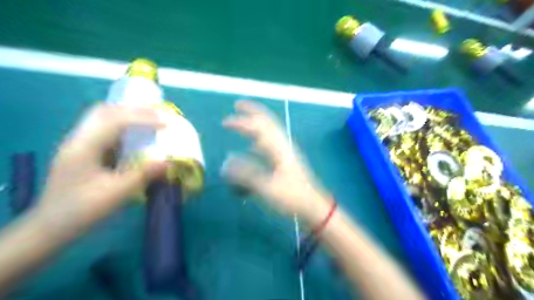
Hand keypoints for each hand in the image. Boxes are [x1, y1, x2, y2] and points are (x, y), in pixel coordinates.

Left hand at [35, 104, 165, 235]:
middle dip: (134, 110)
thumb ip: (143, 175)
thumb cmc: (81, 211)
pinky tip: (135, 136)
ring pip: (103, 119)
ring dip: (128, 115)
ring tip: (150, 120)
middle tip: (158, 115)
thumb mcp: (116, 194)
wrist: (50, 228)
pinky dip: (123, 127)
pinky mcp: (84, 152)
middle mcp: (79, 139)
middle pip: (105, 111)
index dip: (143, 118)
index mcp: (83, 147)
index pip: (115, 120)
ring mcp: (79, 145)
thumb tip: (169, 161)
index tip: (166, 123)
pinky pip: (105, 131)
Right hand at [220, 99, 329, 220]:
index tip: (224, 122)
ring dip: (257, 121)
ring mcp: (286, 150)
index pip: (258, 127)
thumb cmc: (291, 197)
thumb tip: (226, 163)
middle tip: (238, 104)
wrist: (313, 205)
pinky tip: (253, 145)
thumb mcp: (266, 188)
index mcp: (278, 148)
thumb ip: (245, 175)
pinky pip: (271, 141)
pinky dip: (261, 137)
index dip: (241, 122)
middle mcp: (283, 144)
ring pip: (271, 129)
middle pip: (267, 121)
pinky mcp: (287, 158)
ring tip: (245, 117)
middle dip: (252, 110)